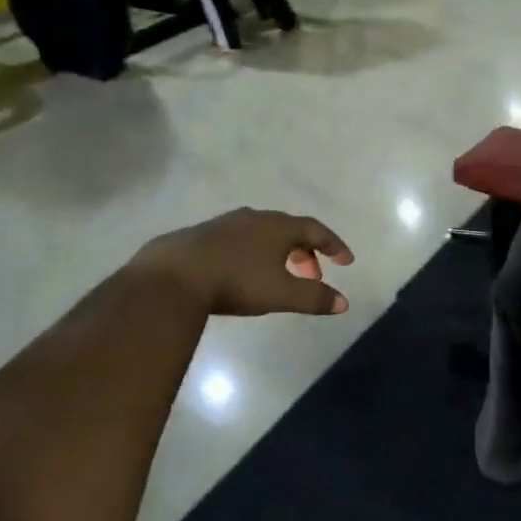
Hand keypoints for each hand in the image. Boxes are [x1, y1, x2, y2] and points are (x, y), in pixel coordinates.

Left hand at [132, 209, 354, 315]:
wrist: (173, 274)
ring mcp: (226, 223)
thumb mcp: (281, 293)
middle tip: (313, 276)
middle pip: (290, 230)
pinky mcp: (203, 234)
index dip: (334, 245)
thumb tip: (344, 302)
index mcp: (279, 227)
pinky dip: (254, 253)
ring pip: (263, 233)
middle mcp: (256, 218)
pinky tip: (244, 272)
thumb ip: (314, 298)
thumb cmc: (236, 281)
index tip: (346, 261)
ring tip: (280, 275)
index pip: (316, 230)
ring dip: (279, 252)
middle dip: (307, 252)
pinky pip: (240, 239)